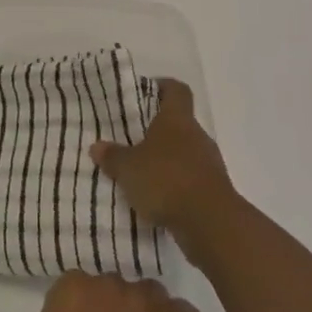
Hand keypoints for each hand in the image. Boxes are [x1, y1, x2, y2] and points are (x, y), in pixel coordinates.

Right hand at [90, 79, 236, 248]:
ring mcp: (209, 164)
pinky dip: (175, 185)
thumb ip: (113, 156)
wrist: (211, 224)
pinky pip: (190, 179)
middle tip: (132, 139)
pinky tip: (156, 199)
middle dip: (157, 131)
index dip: (163, 87)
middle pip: (179, 124)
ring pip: (184, 153)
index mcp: (176, 120)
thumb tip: (97, 146)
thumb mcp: (128, 168)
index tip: (145, 92)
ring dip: (166, 161)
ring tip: (141, 173)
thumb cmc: (166, 181)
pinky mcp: (214, 191)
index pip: (176, 90)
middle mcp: (197, 136)